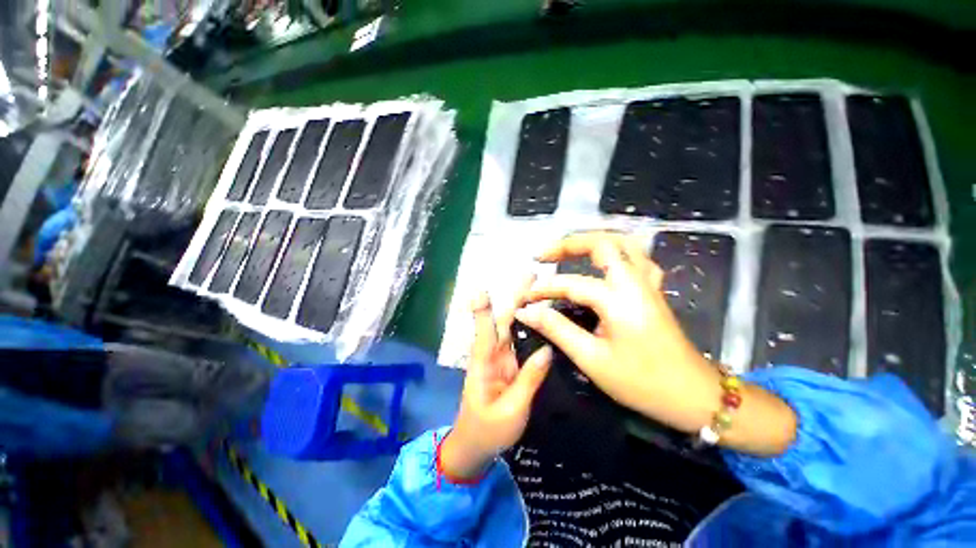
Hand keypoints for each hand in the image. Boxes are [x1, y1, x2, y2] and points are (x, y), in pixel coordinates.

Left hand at [440, 284, 552, 479]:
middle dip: (515, 298)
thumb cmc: (487, 430)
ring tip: (538, 287)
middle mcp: (492, 354)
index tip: (483, 290)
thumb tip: (547, 349)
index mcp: (484, 363)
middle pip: (503, 320)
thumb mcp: (511, 410)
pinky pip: (520, 342)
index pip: (484, 331)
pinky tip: (541, 316)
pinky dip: (529, 326)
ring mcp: (503, 358)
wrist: (476, 447)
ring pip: (512, 327)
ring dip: (523, 306)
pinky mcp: (511, 365)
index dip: (483, 310)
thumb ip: (528, 379)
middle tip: (530, 275)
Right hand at [514, 232, 718, 433]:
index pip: (571, 283)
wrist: (693, 396)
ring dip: (592, 242)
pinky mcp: (653, 289)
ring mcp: (648, 282)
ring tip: (568, 251)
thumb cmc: (642, 382)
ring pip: (623, 244)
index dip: (543, 289)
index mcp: (619, 299)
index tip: (524, 298)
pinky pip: (636, 258)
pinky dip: (615, 253)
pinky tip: (603, 263)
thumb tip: (527, 312)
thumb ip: (557, 329)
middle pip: (602, 243)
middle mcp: (635, 281)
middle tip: (543, 255)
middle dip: (568, 244)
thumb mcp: (592, 359)